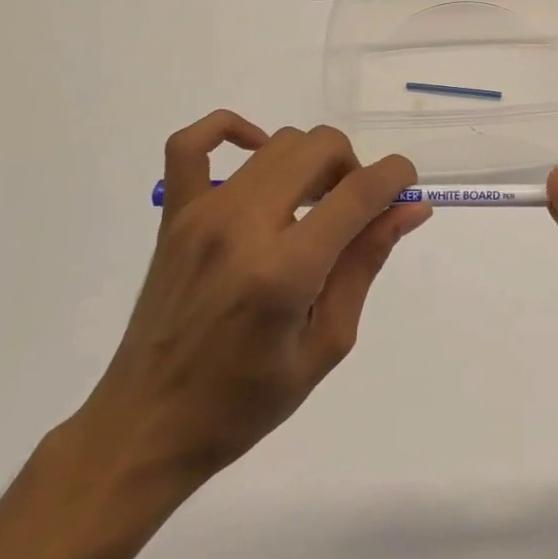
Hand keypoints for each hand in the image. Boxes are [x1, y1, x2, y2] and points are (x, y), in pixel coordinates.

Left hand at [77, 111, 428, 487]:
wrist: (146, 427)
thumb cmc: (245, 402)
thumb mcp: (326, 344)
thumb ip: (366, 264)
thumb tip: (411, 209)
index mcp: (286, 270)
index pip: (359, 191)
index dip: (397, 177)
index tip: (407, 189)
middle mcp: (243, 226)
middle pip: (321, 148)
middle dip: (355, 168)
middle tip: (354, 214)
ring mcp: (202, 214)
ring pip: (279, 142)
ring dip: (312, 161)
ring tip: (312, 204)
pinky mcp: (174, 215)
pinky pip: (191, 143)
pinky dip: (230, 130)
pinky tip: (256, 154)